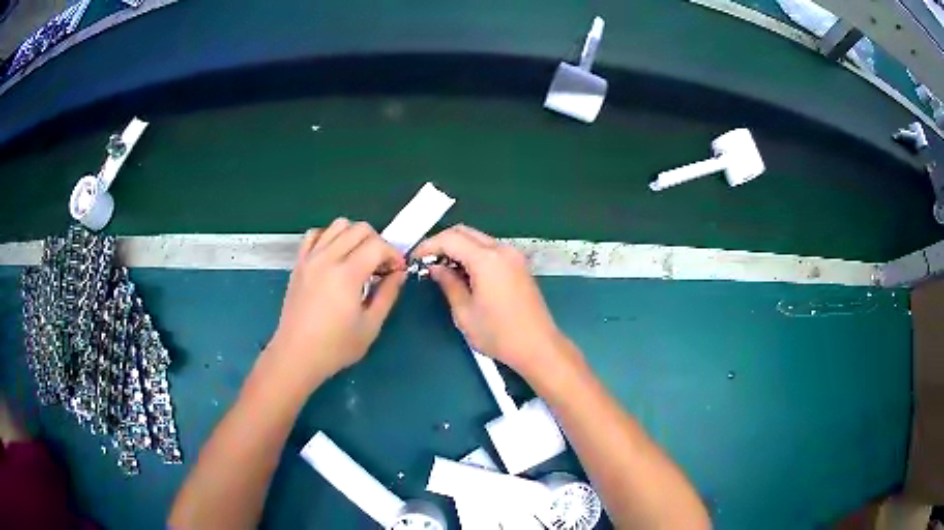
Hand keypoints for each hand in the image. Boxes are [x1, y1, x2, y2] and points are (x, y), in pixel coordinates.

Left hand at [265, 219, 406, 387]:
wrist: (297, 355)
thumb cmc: (335, 347)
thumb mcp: (370, 326)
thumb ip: (387, 294)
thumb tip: (398, 273)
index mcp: (347, 274)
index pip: (377, 245)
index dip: (393, 254)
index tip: (397, 271)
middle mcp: (327, 258)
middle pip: (359, 228)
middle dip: (377, 242)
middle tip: (380, 266)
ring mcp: (310, 258)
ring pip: (337, 225)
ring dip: (354, 236)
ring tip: (358, 259)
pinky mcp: (299, 263)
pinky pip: (314, 234)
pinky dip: (328, 237)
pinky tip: (334, 256)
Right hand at [413, 225, 563, 374]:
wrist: (538, 346)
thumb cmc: (499, 334)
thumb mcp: (464, 312)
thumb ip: (448, 284)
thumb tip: (436, 268)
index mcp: (487, 259)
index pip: (450, 239)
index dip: (429, 245)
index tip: (415, 258)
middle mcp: (502, 250)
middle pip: (465, 232)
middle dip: (443, 242)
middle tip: (427, 261)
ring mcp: (514, 256)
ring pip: (478, 239)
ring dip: (459, 247)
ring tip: (443, 268)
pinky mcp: (519, 265)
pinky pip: (491, 249)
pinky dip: (474, 254)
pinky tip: (464, 273)